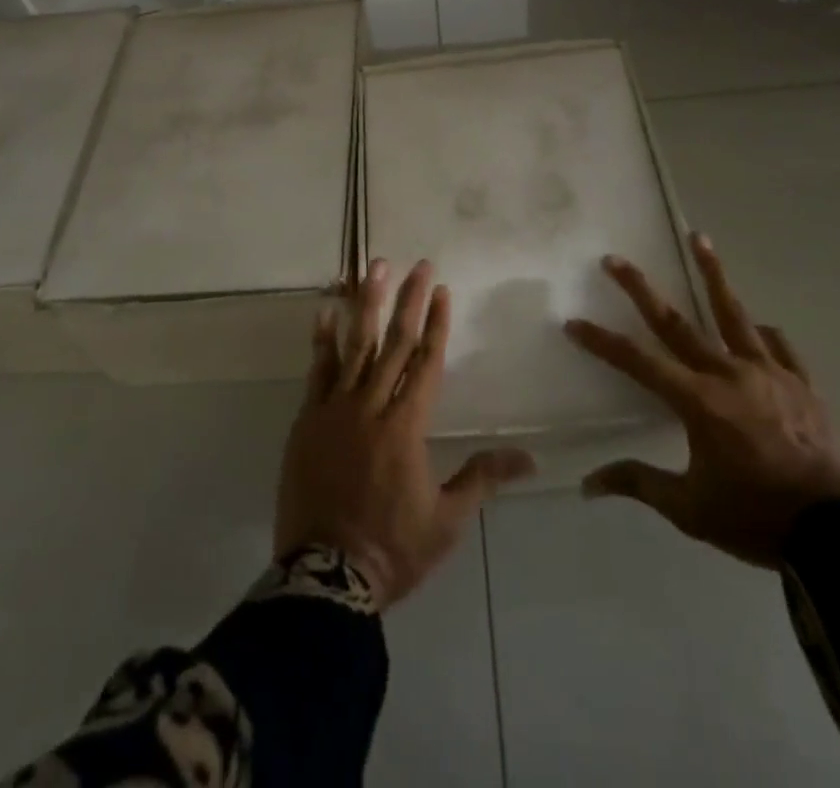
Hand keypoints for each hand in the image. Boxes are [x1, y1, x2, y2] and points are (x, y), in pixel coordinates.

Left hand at [275, 259, 536, 608]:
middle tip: (417, 264)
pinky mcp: (308, 420)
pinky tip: (326, 310)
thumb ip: (483, 478)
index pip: (426, 362)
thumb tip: (530, 459)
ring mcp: (336, 409)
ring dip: (367, 304)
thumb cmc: (393, 548)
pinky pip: (317, 371)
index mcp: (408, 426)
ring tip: (374, 268)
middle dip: (408, 300)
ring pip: (356, 346)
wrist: (325, 575)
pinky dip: (323, 339)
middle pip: (394, 343)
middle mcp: (373, 406)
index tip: (441, 289)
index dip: (436, 324)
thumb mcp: (447, 520)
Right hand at [564, 233, 839, 567]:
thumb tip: (588, 484)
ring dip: (712, 273)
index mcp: (697, 401)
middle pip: (675, 322)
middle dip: (639, 289)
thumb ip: (639, 483)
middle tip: (614, 260)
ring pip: (733, 314)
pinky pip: (779, 348)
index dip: (602, 342)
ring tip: (699, 238)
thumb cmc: (759, 519)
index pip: (637, 362)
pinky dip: (764, 335)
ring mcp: (769, 373)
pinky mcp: (802, 384)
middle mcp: (728, 374)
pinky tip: (760, 327)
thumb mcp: (692, 510)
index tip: (573, 322)